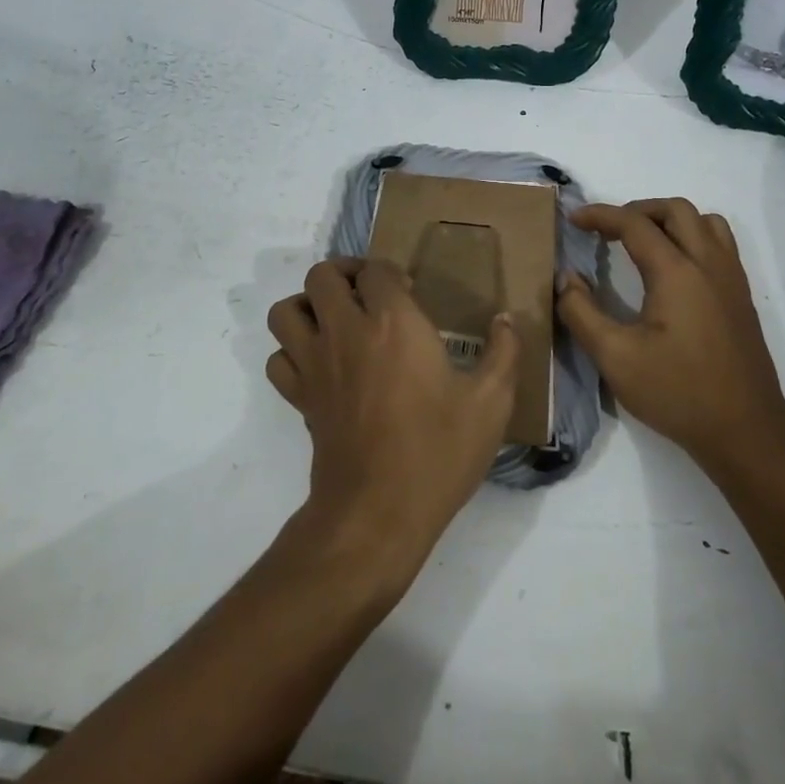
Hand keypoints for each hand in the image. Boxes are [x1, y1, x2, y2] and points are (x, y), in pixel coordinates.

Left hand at [265, 258, 516, 582]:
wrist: (378, 513)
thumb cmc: (438, 452)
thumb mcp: (490, 403)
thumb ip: (504, 353)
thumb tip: (506, 319)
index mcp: (394, 323)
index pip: (375, 270)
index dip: (390, 272)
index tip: (410, 292)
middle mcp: (346, 332)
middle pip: (322, 275)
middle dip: (344, 273)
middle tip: (369, 293)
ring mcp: (315, 364)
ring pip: (287, 310)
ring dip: (308, 305)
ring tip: (336, 318)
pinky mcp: (300, 398)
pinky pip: (278, 357)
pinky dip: (292, 350)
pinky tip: (320, 362)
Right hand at [557, 199, 784, 469]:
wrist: (746, 432)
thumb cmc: (677, 393)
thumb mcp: (615, 357)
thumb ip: (581, 312)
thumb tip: (565, 278)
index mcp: (677, 272)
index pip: (635, 224)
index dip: (600, 215)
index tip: (573, 219)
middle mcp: (709, 264)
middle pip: (675, 210)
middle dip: (637, 210)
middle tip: (607, 231)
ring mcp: (732, 280)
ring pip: (705, 222)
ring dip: (670, 220)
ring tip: (642, 242)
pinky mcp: (741, 298)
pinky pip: (720, 245)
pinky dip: (692, 237)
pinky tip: (673, 270)